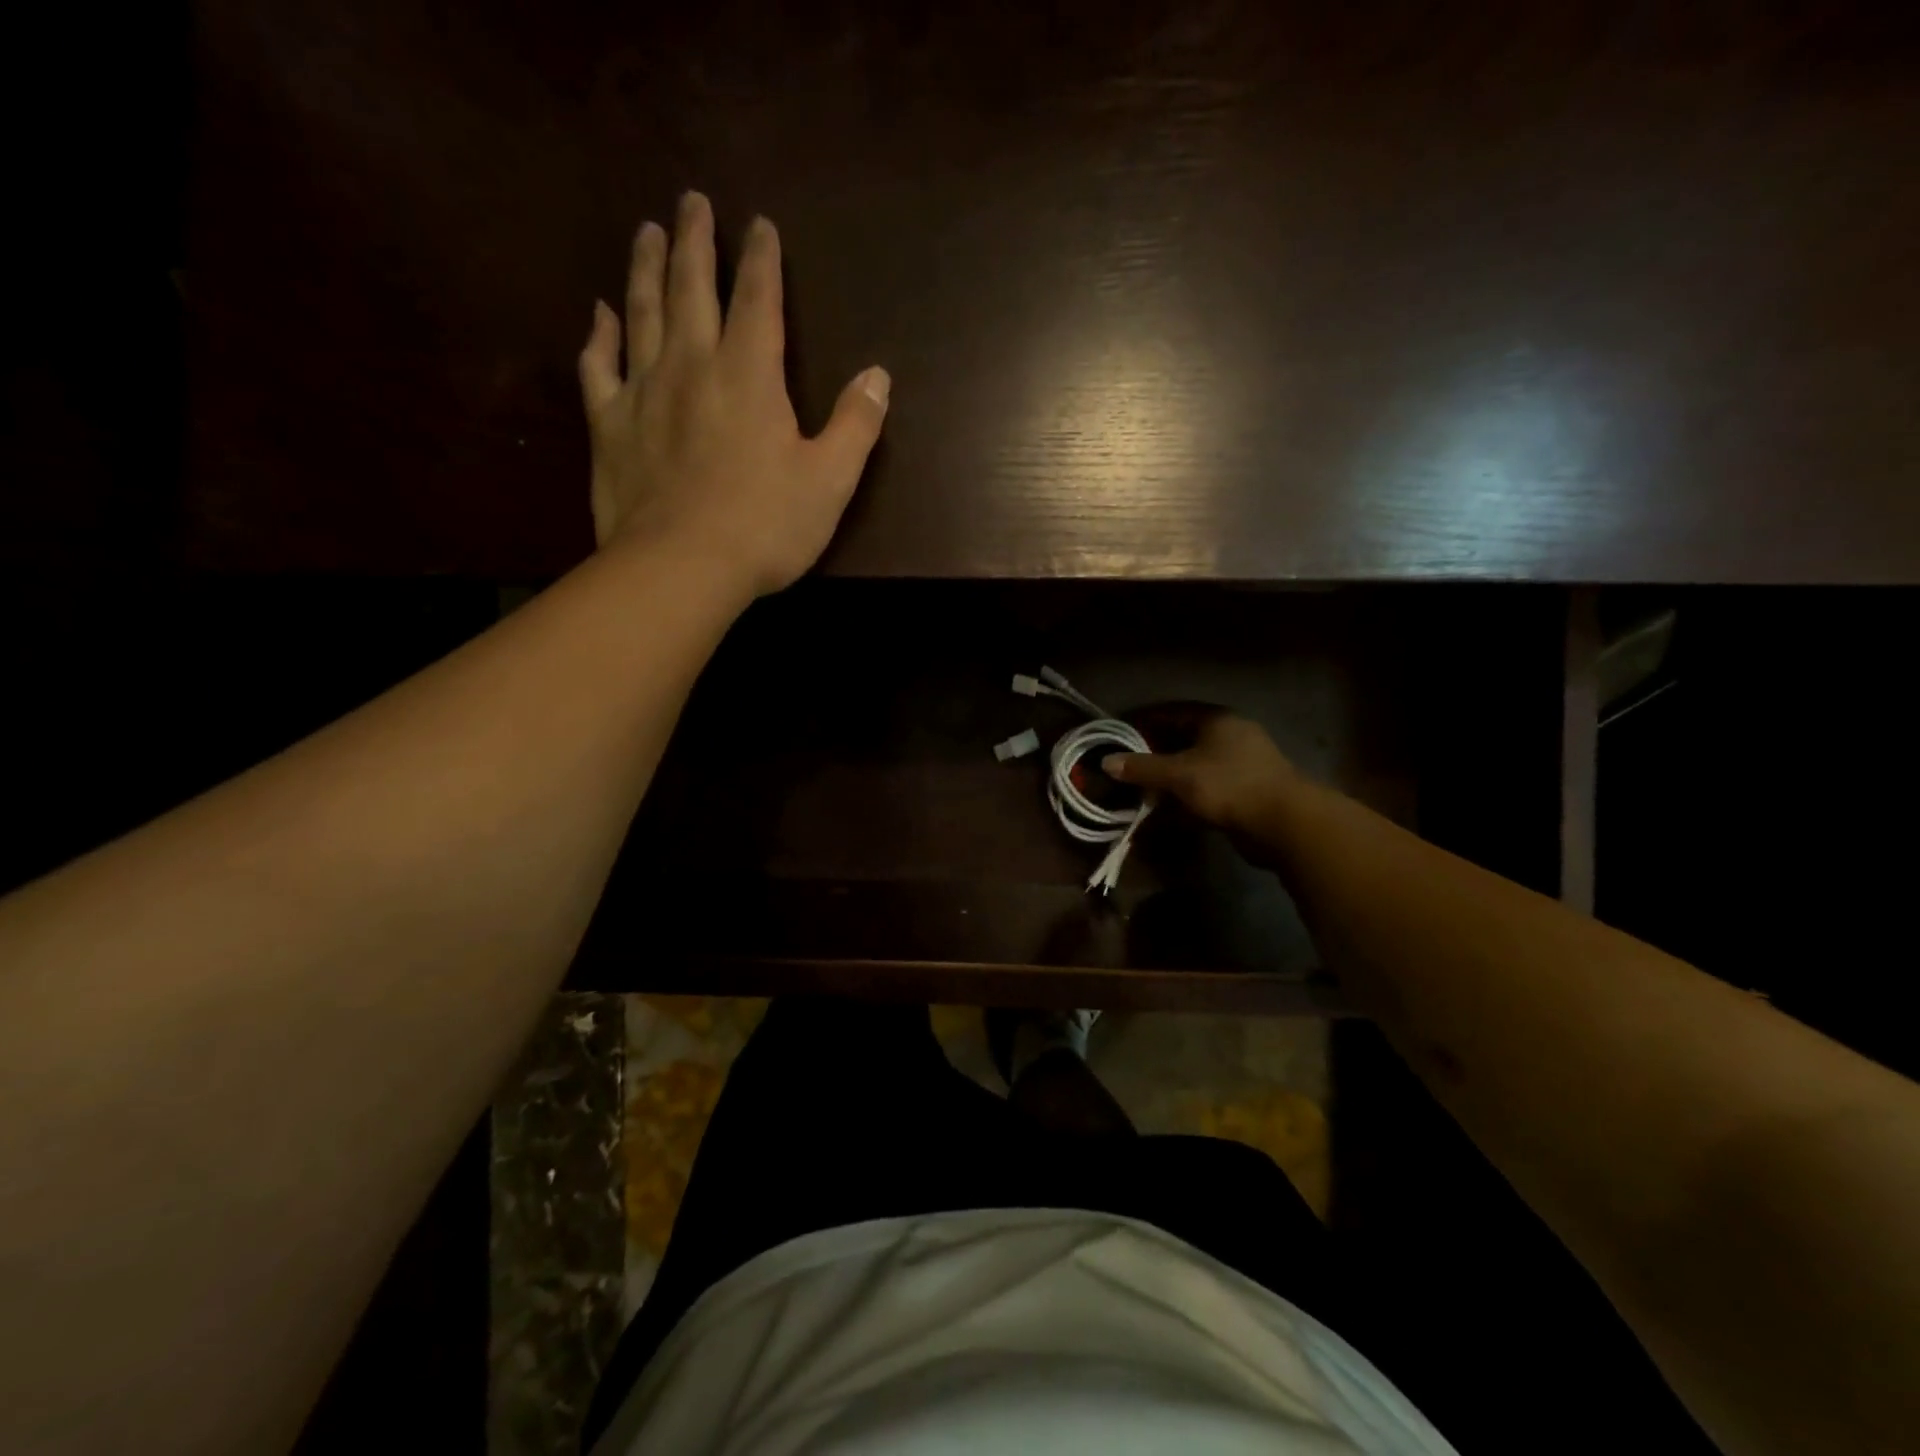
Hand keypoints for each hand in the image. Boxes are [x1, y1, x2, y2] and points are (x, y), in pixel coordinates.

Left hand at [577, 191, 890, 596]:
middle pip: (692, 288)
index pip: (759, 301)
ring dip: (646, 268)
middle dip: (695, 241)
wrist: (681, 567)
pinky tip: (600, 314)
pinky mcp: (610, 425)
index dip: (762, 259)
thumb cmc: (765, 527)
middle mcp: (692, 366)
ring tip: (648, 231)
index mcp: (750, 377)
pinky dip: (600, 335)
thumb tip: (879, 376)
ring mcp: (644, 392)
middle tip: (691, 199)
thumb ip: (856, 425)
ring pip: (641, 312)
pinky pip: (600, 366)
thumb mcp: (830, 482)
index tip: (759, 224)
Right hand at [1104, 713, 1300, 836]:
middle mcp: (1230, 736)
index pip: (1172, 712)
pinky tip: (1166, 811)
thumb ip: (1142, 768)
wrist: (1284, 823)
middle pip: (1183, 739)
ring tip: (1141, 791)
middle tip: (1126, 766)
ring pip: (1194, 767)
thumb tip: (1106, 762)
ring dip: (1169, 779)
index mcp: (1216, 720)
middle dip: (1154, 754)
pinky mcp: (1246, 792)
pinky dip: (1185, 797)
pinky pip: (1206, 788)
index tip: (1119, 734)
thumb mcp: (1178, 775)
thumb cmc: (1228, 786)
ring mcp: (1241, 765)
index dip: (1144, 722)